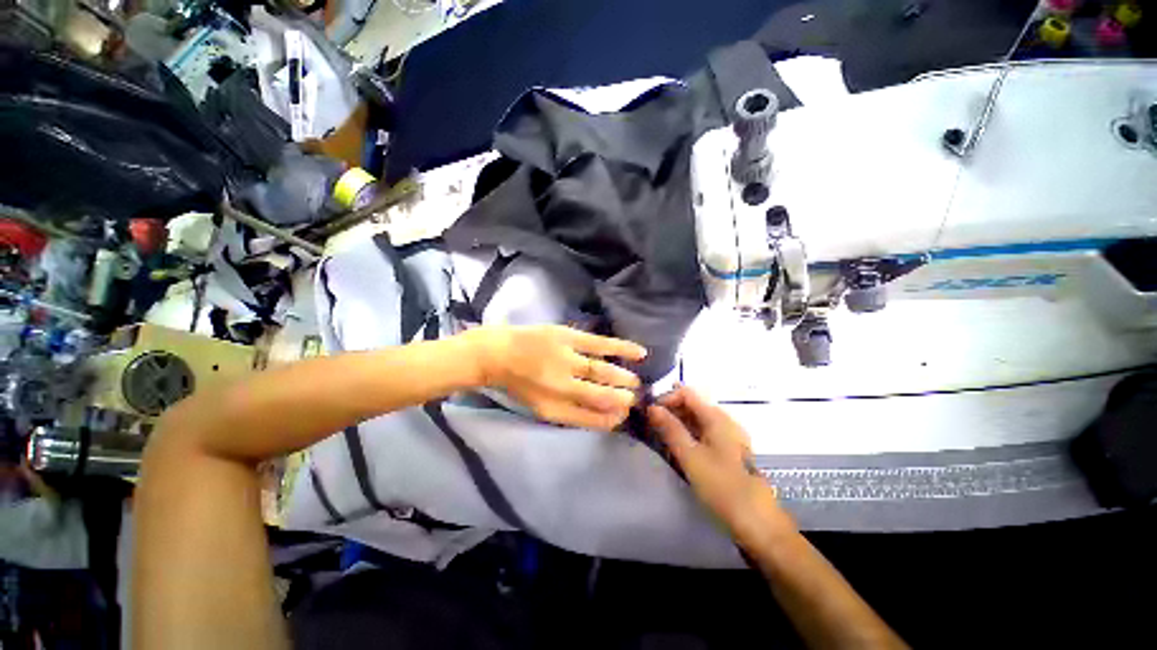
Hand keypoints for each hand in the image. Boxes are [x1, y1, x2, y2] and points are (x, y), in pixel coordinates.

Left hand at [468, 325, 647, 430]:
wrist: (497, 352)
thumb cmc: (519, 383)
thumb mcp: (541, 407)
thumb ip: (572, 414)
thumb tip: (606, 417)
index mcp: (552, 408)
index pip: (591, 418)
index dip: (612, 419)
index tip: (623, 417)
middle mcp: (561, 386)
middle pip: (601, 395)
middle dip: (622, 399)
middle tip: (634, 398)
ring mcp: (565, 358)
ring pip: (603, 371)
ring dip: (623, 378)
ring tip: (635, 382)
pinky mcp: (567, 336)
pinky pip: (600, 344)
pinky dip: (622, 348)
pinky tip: (640, 353)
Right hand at [647, 386, 794, 547]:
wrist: (757, 522)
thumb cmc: (721, 486)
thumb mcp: (690, 456)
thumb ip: (670, 428)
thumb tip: (652, 407)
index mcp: (716, 417)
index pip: (686, 392)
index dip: (666, 398)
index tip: (650, 414)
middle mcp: (724, 420)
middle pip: (692, 404)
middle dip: (670, 411)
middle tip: (651, 427)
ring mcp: (728, 436)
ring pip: (697, 420)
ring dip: (677, 424)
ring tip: (660, 438)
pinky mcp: (729, 451)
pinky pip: (704, 433)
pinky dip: (688, 435)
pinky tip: (678, 450)